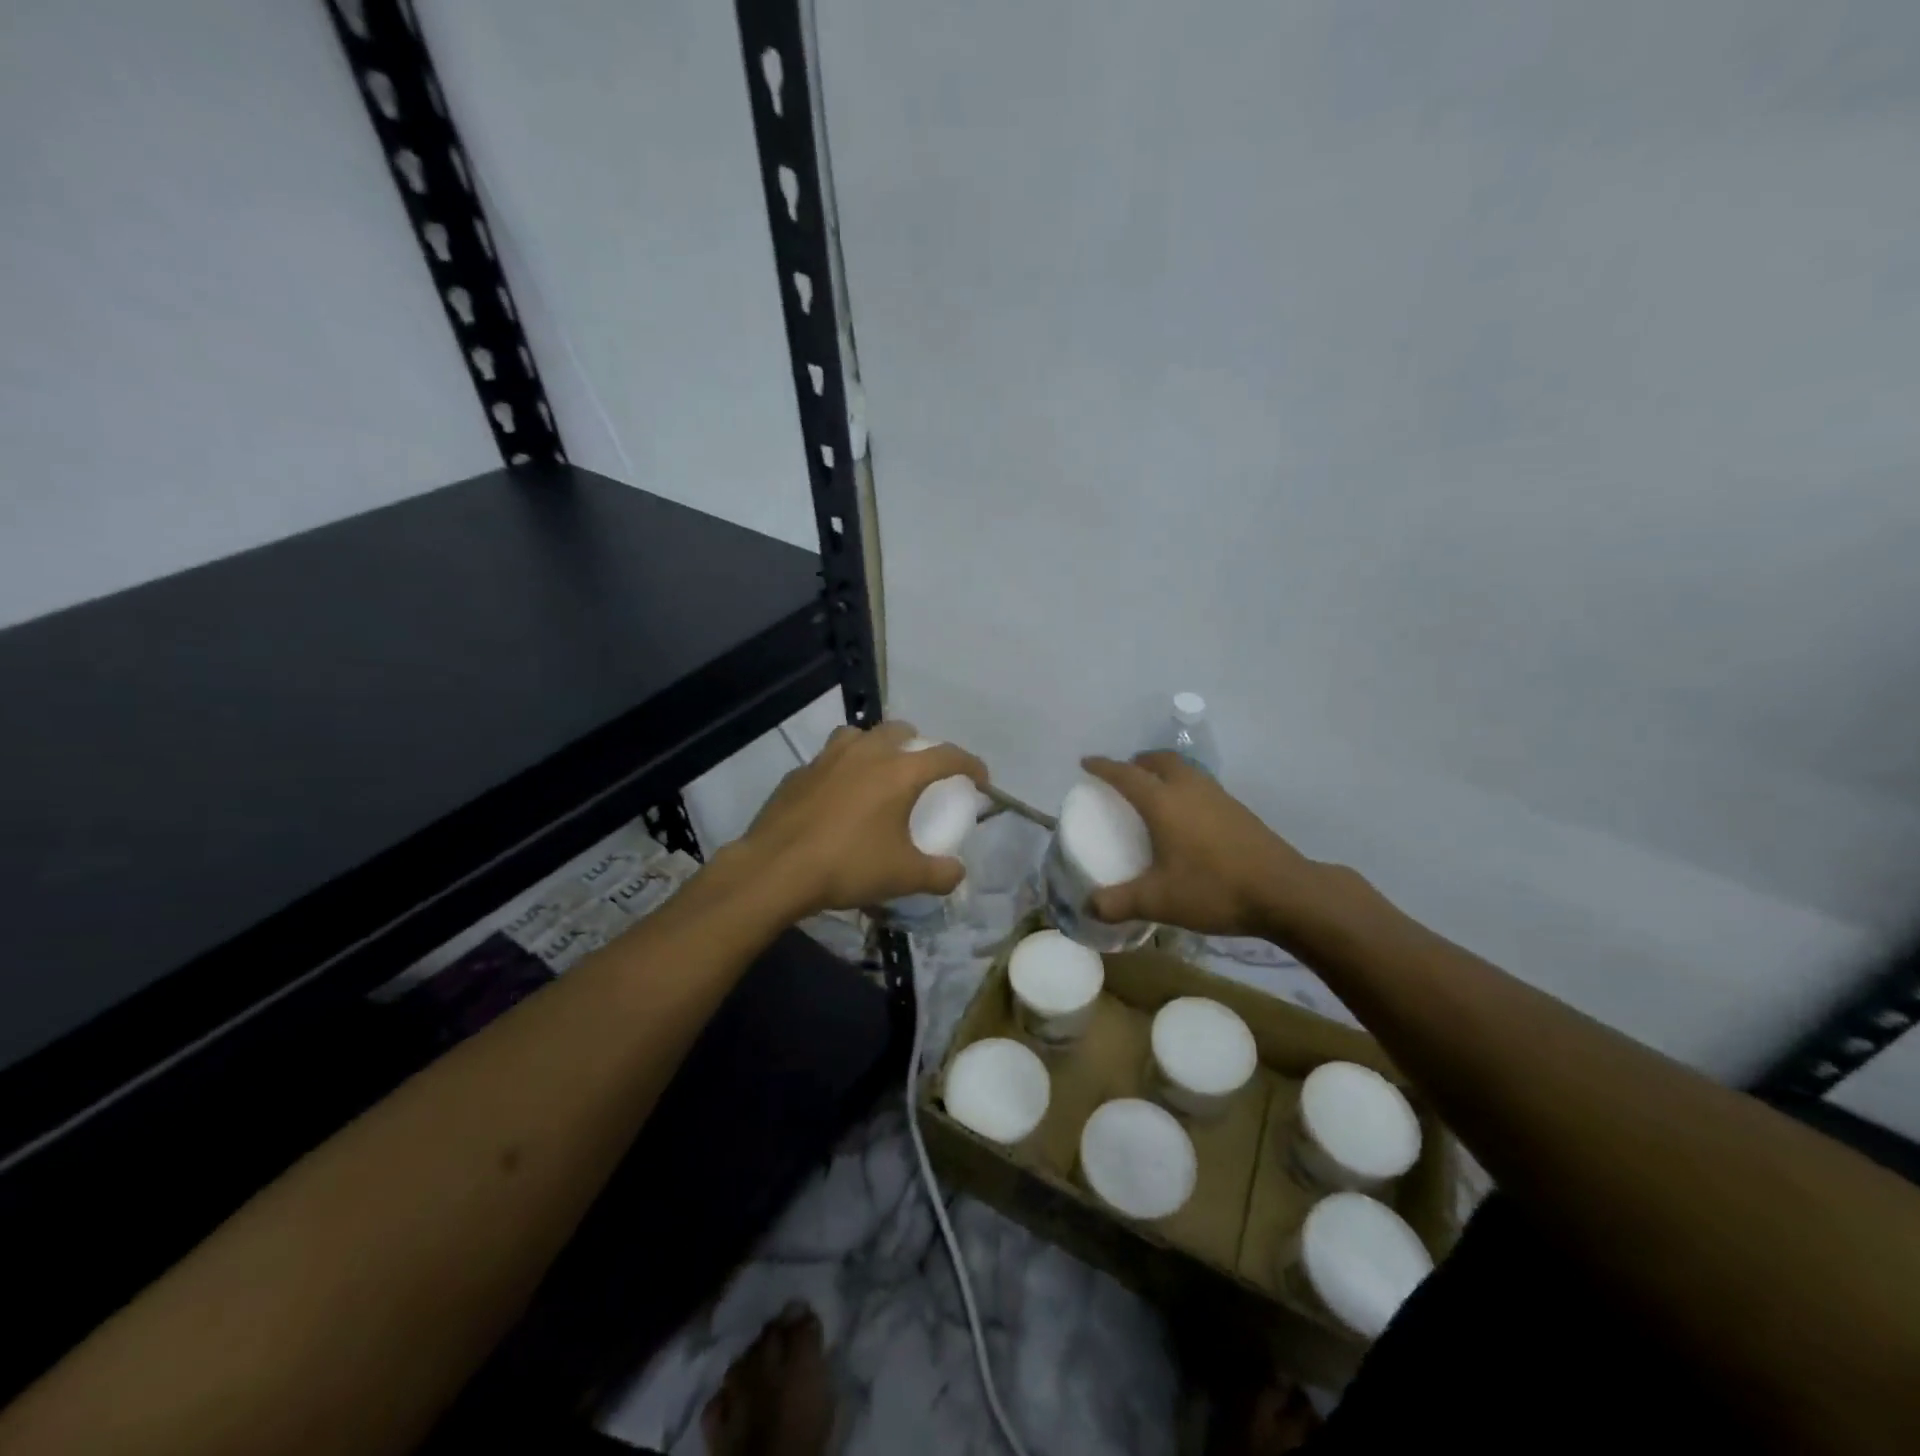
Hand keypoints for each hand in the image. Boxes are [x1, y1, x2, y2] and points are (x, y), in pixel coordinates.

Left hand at [743, 721, 987, 916]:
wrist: (776, 869)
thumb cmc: (848, 866)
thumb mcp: (904, 877)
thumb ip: (940, 874)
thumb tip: (957, 872)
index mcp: (899, 771)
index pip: (947, 755)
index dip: (970, 764)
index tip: (980, 779)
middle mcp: (866, 753)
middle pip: (901, 731)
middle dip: (919, 745)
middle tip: (922, 772)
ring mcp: (828, 757)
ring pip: (860, 735)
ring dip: (876, 747)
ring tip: (877, 772)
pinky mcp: (799, 772)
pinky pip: (828, 759)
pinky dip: (842, 769)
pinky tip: (837, 796)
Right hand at [1080, 752, 1358, 945]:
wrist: (1283, 892)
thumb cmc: (1213, 889)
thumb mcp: (1158, 901)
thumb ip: (1118, 903)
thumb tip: (1087, 906)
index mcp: (1164, 802)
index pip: (1126, 774)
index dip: (1103, 767)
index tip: (1086, 763)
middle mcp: (1189, 789)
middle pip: (1160, 760)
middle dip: (1138, 762)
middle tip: (1125, 774)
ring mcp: (1218, 797)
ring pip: (1185, 770)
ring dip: (1165, 771)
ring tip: (1154, 791)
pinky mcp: (1239, 810)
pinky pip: (1202, 785)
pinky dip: (1185, 787)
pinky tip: (1187, 815)